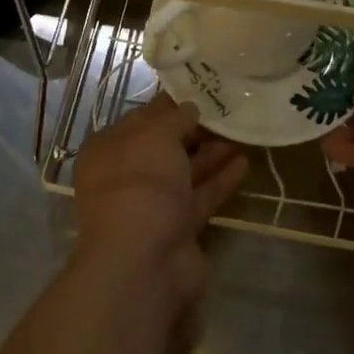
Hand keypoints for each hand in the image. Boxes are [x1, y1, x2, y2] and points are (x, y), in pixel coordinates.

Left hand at [73, 96, 247, 322]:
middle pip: (165, 146)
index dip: (169, 104)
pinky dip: (220, 180)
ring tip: (243, 131)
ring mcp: (153, 205)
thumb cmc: (140, 185)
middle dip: (194, 129)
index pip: (141, 118)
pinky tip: (245, 162)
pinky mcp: (179, 228)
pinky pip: (202, 196)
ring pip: (185, 171)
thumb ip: (175, 118)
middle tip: (228, 109)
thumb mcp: (155, 136)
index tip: (200, 89)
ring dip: (212, 152)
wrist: (144, 265)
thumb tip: (190, 108)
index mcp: (109, 149)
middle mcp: (127, 176)